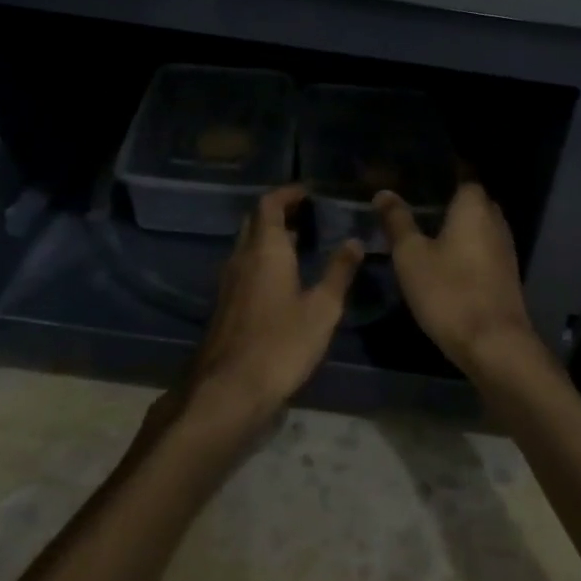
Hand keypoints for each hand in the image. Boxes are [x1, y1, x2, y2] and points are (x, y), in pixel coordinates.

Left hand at [183, 185, 363, 431]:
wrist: (228, 389)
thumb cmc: (281, 343)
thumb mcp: (322, 309)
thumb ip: (339, 272)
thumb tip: (355, 241)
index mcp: (265, 250)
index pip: (270, 204)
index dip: (288, 193)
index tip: (308, 192)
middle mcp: (241, 257)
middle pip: (255, 221)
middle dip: (279, 212)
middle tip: (307, 214)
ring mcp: (228, 281)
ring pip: (247, 245)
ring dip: (270, 237)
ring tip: (301, 243)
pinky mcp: (224, 304)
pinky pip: (244, 266)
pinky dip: (263, 259)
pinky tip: (283, 279)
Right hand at [374, 184, 540, 374]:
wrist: (494, 344)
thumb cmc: (449, 292)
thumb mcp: (411, 256)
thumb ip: (397, 221)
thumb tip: (384, 192)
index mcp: (474, 206)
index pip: (460, 174)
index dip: (437, 174)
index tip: (412, 176)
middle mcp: (495, 219)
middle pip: (468, 200)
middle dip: (444, 201)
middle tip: (411, 204)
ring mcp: (504, 247)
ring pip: (475, 226)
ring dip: (453, 227)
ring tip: (420, 230)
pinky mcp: (505, 272)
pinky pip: (481, 247)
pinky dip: (463, 247)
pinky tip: (441, 258)